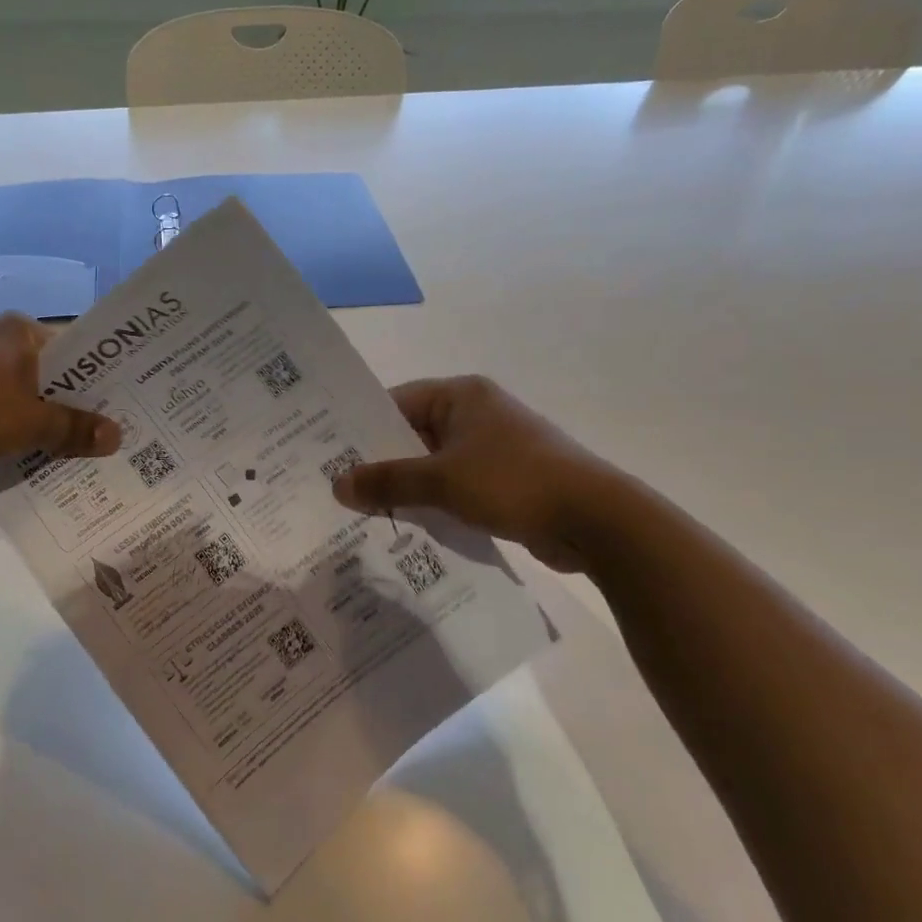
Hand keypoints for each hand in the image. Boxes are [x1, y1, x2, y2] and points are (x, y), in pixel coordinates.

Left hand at [0, 313, 119, 483]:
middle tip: (108, 440)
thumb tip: (116, 436)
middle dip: (73, 410)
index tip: (123, 409)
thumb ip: (74, 429)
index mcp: (19, 332)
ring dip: (43, 428)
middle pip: (50, 379)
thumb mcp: (29, 422)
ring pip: (22, 401)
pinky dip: (12, 436)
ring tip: (77, 457)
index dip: (99, 381)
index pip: (75, 352)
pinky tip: (32, 463)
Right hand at [331, 377, 619, 571]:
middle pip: (412, 434)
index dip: (361, 428)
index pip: (396, 402)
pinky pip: (453, 486)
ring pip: (431, 464)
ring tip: (360, 511)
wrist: (594, 520)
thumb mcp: (441, 480)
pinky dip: (431, 502)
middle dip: (378, 463)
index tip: (327, 454)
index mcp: (461, 396)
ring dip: (404, 486)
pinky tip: (403, 525)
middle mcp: (476, 414)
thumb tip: (338, 485)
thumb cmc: (512, 482)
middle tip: (335, 487)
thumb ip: (387, 481)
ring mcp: (492, 448)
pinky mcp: (503, 481)